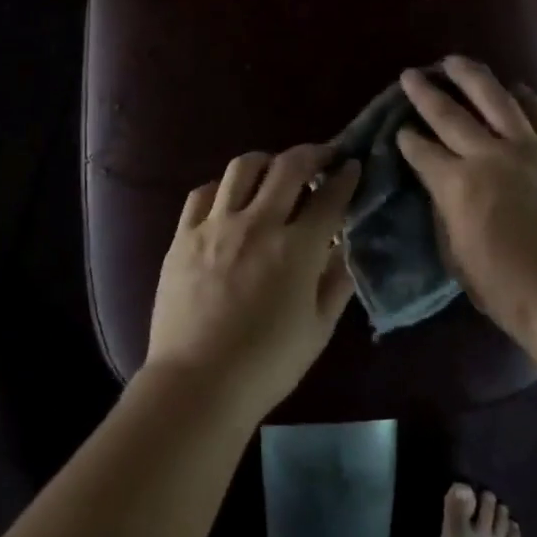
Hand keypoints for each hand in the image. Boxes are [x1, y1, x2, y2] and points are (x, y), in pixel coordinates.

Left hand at [146, 145, 362, 420]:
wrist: (197, 383)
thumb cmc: (267, 364)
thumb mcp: (318, 329)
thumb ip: (336, 282)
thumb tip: (347, 248)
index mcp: (297, 249)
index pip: (330, 197)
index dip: (346, 177)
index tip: (353, 166)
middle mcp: (258, 224)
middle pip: (288, 167)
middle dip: (312, 153)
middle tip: (322, 156)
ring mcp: (216, 225)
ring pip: (242, 167)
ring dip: (266, 161)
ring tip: (274, 169)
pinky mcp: (183, 235)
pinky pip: (202, 193)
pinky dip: (221, 186)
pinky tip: (228, 197)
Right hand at [397, 57, 536, 339]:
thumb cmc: (506, 287)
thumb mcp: (456, 256)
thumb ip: (445, 214)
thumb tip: (443, 189)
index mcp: (456, 184)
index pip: (422, 151)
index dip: (407, 139)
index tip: (399, 128)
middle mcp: (488, 156)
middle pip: (450, 115)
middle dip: (425, 93)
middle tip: (411, 75)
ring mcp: (530, 150)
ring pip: (496, 100)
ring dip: (472, 77)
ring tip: (455, 61)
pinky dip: (529, 99)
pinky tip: (517, 88)